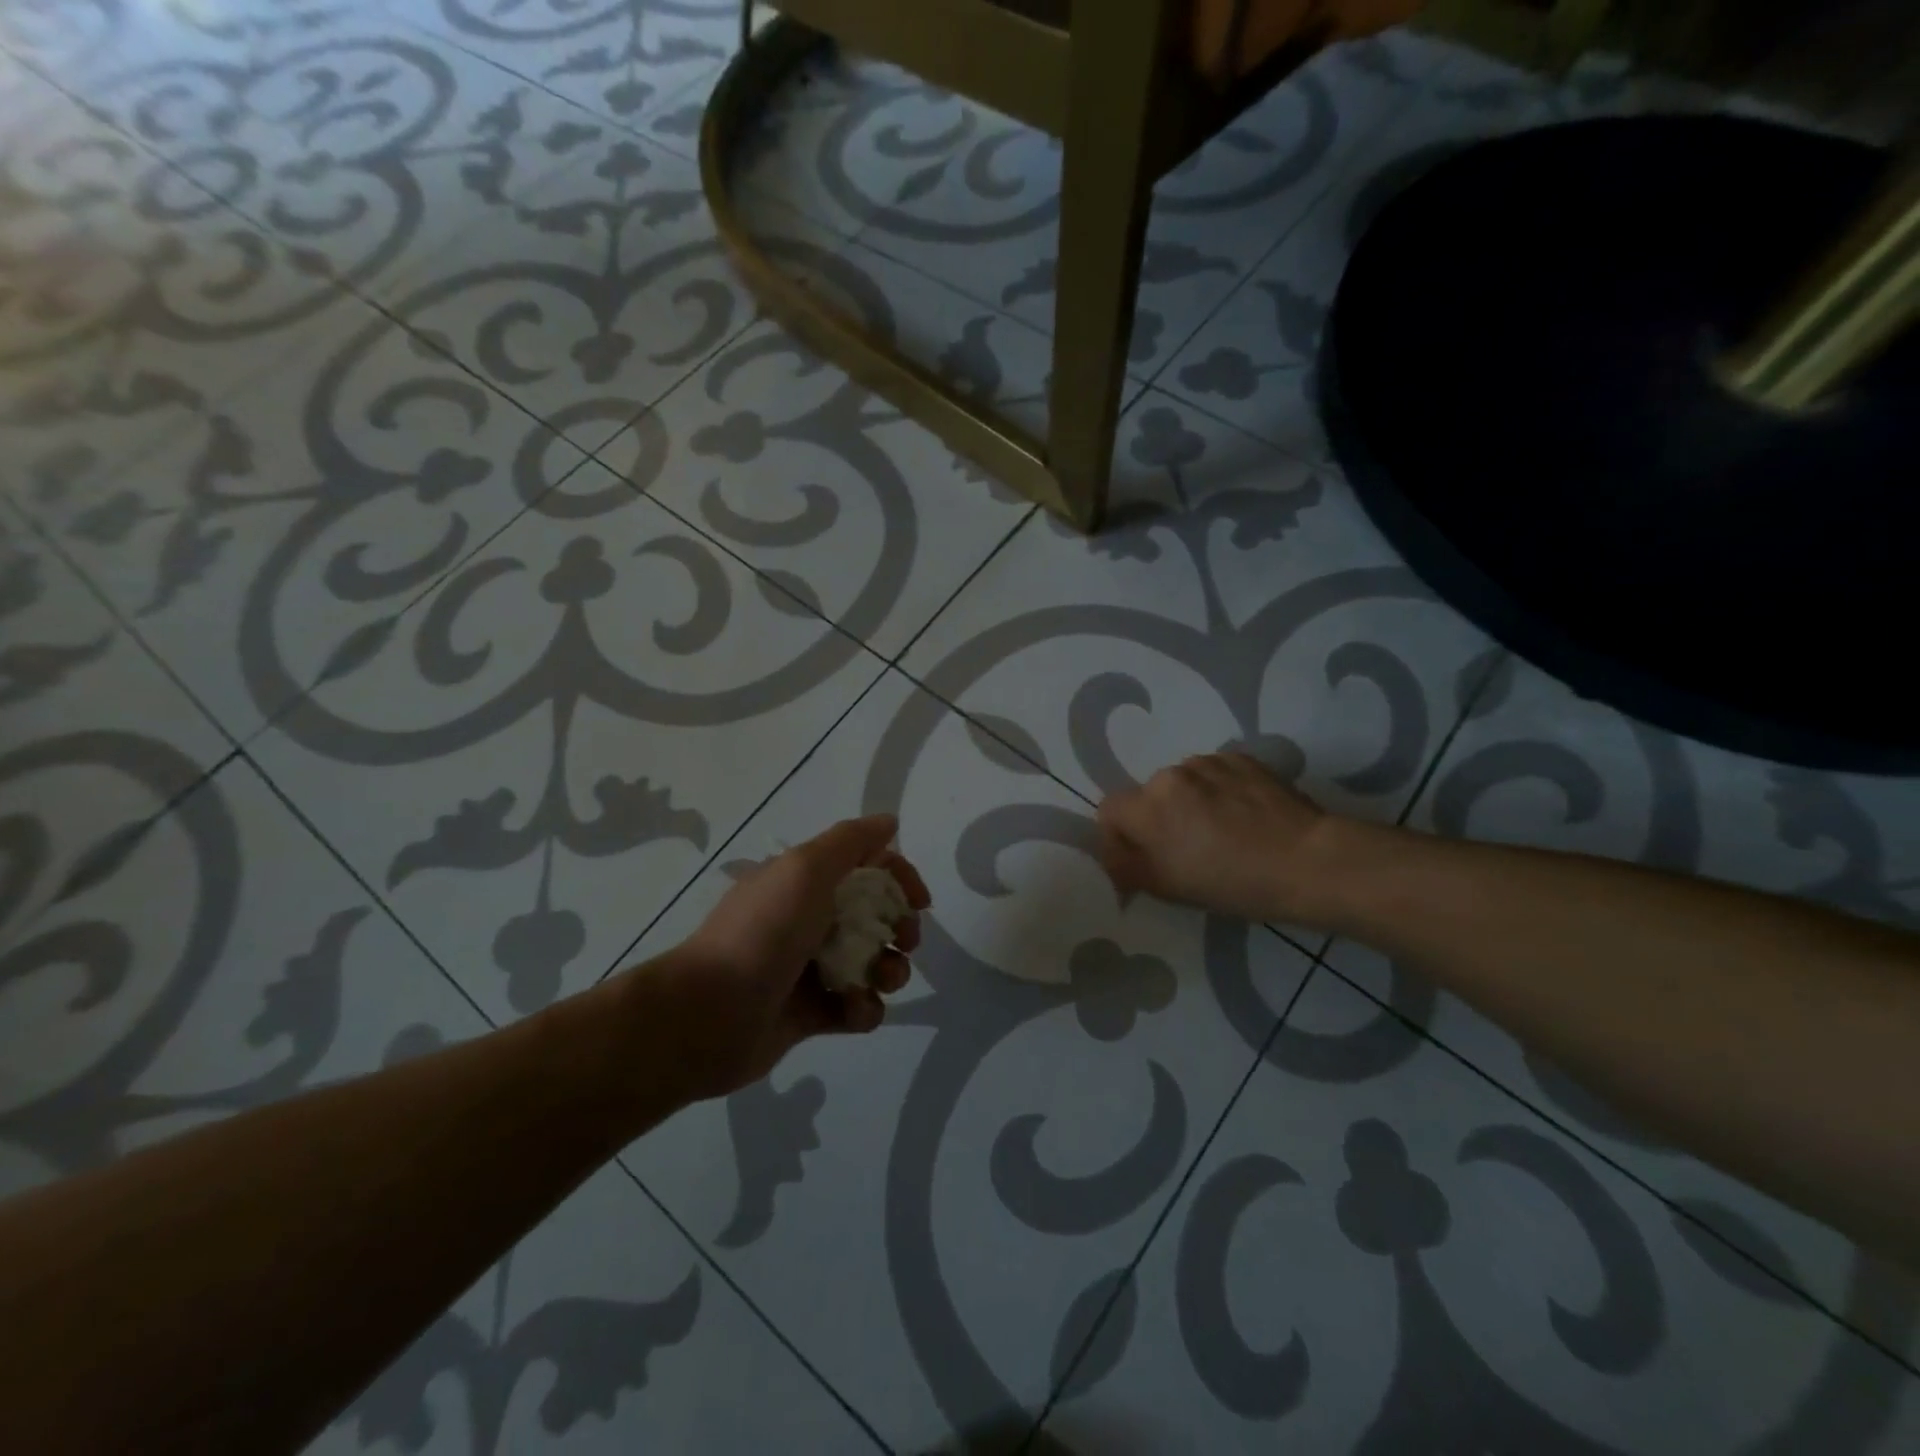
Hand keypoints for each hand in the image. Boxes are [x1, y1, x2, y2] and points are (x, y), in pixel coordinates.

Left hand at [642, 814, 930, 1100]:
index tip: (920, 903)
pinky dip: (864, 1009)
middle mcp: (808, 920)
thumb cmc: (763, 932)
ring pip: (871, 964)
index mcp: (804, 882)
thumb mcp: (805, 869)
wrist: (708, 1015)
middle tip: (904, 943)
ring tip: (881, 981)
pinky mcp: (809, 1014)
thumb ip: (850, 841)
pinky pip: (855, 1008)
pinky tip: (854, 1010)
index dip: (899, 878)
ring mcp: (809, 968)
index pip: (866, 867)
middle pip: (875, 917)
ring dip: (889, 971)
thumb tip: (889, 821)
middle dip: (900, 929)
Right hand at [1097, 752, 1327, 923]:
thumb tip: (1114, 858)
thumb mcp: (1169, 888)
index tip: (1140, 859)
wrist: (1309, 861)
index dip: (1118, 836)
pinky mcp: (1242, 759)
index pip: (1109, 810)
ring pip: (1182, 783)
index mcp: (1148, 806)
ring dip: (1188, 803)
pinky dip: (1218, 791)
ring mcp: (1210, 762)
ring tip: (1219, 831)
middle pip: (1147, 795)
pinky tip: (1242, 816)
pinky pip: (1215, 774)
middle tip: (1185, 849)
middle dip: (1157, 820)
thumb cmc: (1233, 883)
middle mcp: (1172, 774)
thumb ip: (1127, 867)